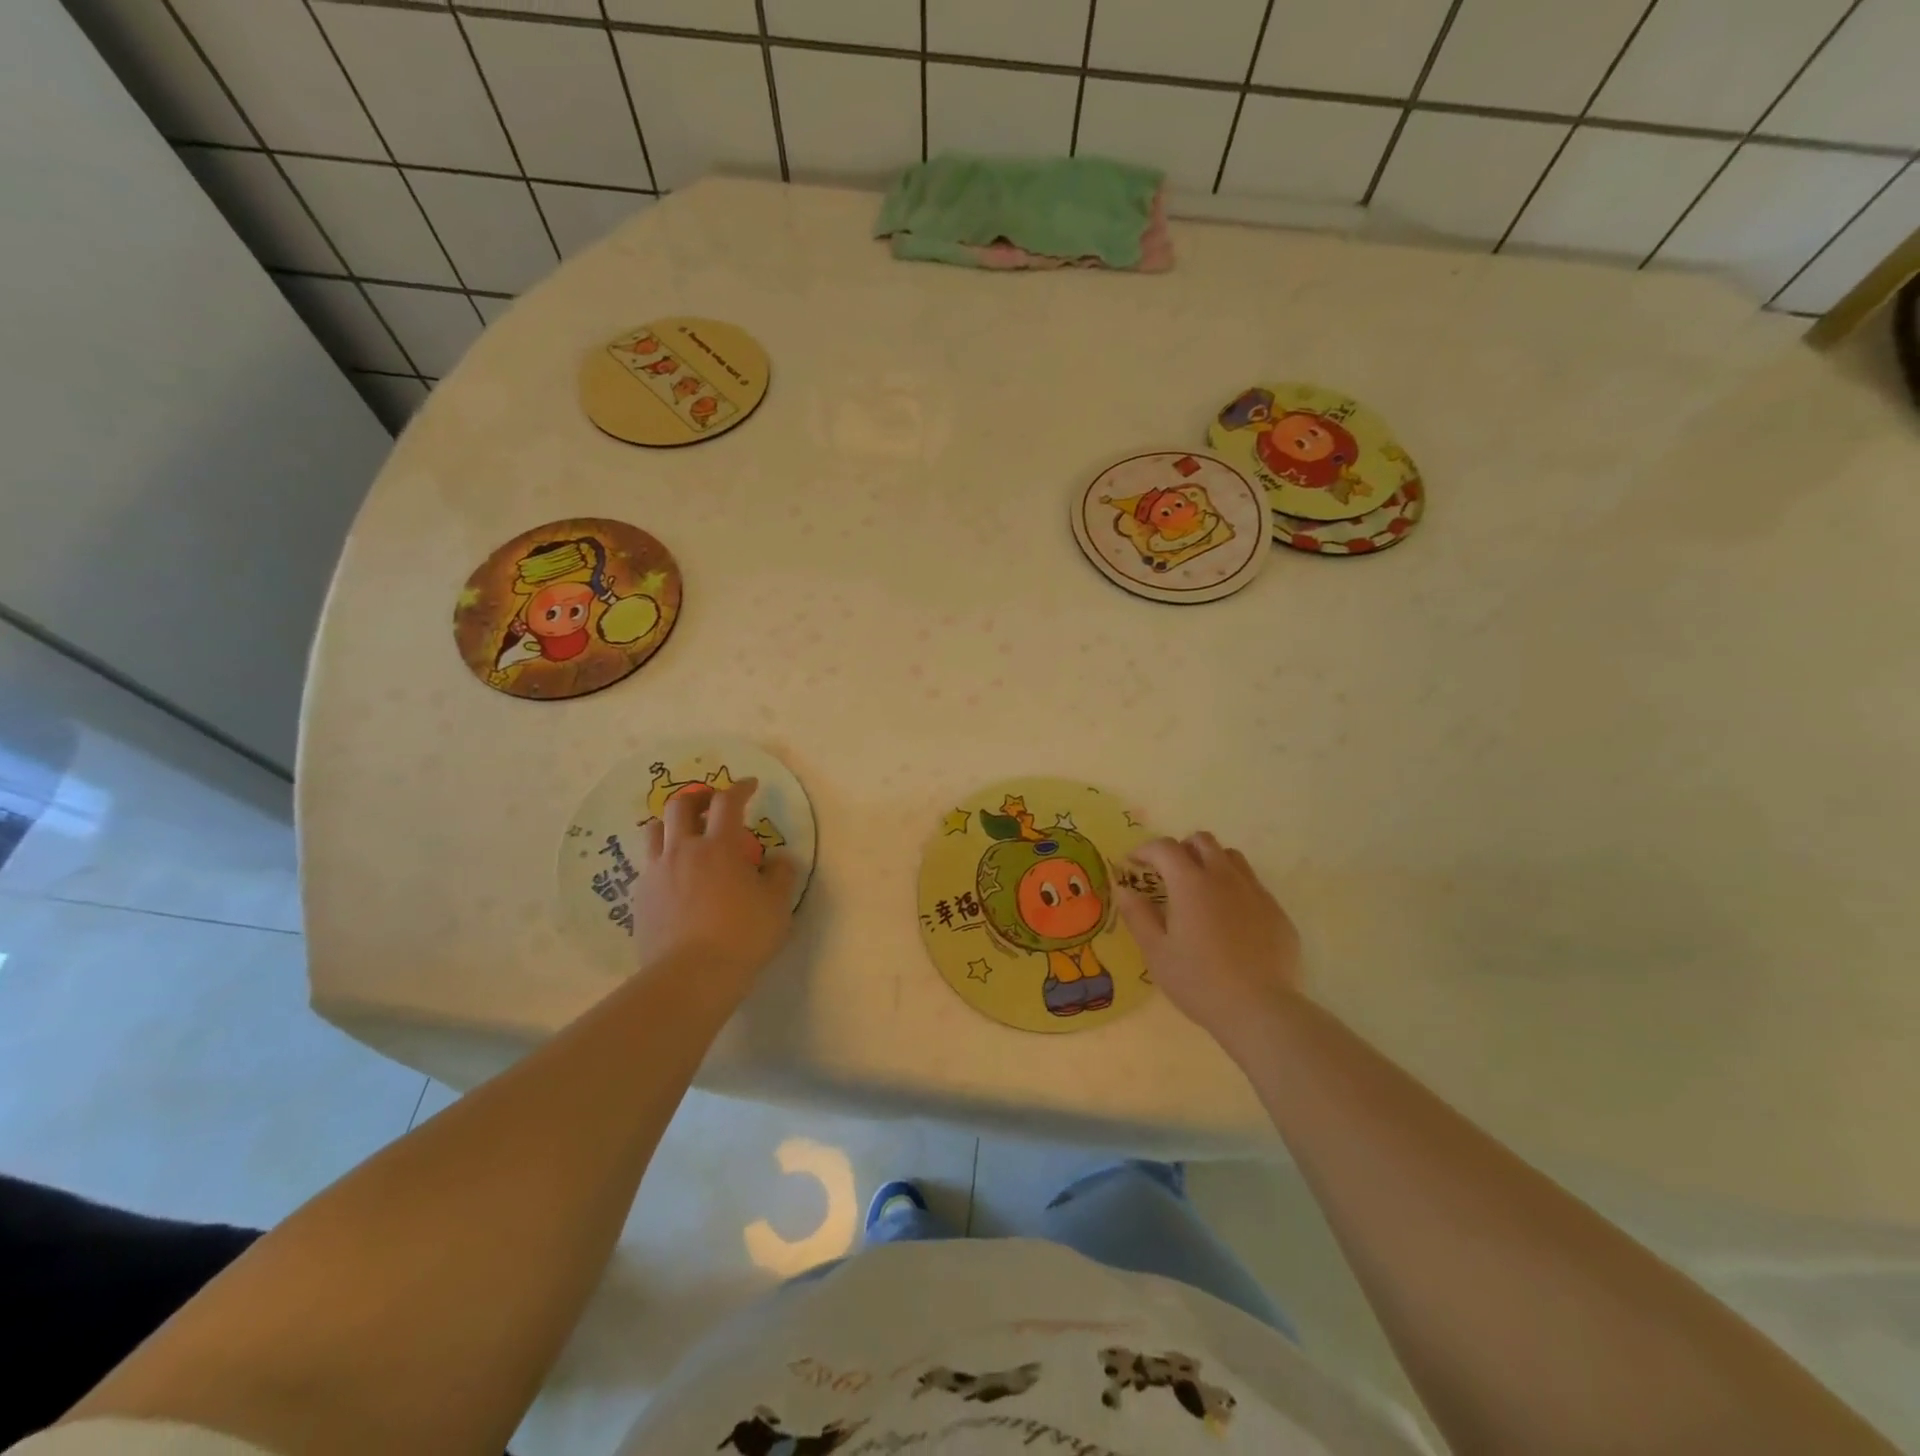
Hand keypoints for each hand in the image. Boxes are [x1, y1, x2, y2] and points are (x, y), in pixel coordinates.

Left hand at [631, 777, 797, 999]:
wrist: (691, 977)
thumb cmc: (742, 936)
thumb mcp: (778, 905)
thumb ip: (781, 874)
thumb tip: (778, 859)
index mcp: (719, 846)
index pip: (728, 802)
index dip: (740, 788)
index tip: (750, 786)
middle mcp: (683, 851)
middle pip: (680, 806)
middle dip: (698, 797)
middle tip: (712, 803)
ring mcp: (656, 873)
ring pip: (654, 831)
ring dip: (671, 824)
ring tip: (685, 835)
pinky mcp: (640, 898)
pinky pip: (648, 866)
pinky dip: (662, 860)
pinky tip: (675, 878)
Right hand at [1115, 833, 1302, 1059]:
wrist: (1260, 1010)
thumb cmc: (1199, 981)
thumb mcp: (1156, 952)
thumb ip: (1137, 915)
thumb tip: (1124, 888)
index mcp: (1191, 883)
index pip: (1164, 848)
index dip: (1145, 850)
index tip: (1134, 864)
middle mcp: (1224, 877)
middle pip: (1202, 841)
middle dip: (1181, 849)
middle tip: (1168, 874)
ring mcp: (1255, 892)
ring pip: (1231, 857)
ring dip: (1211, 862)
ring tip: (1200, 890)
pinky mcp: (1277, 912)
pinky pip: (1252, 885)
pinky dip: (1234, 888)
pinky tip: (1230, 920)